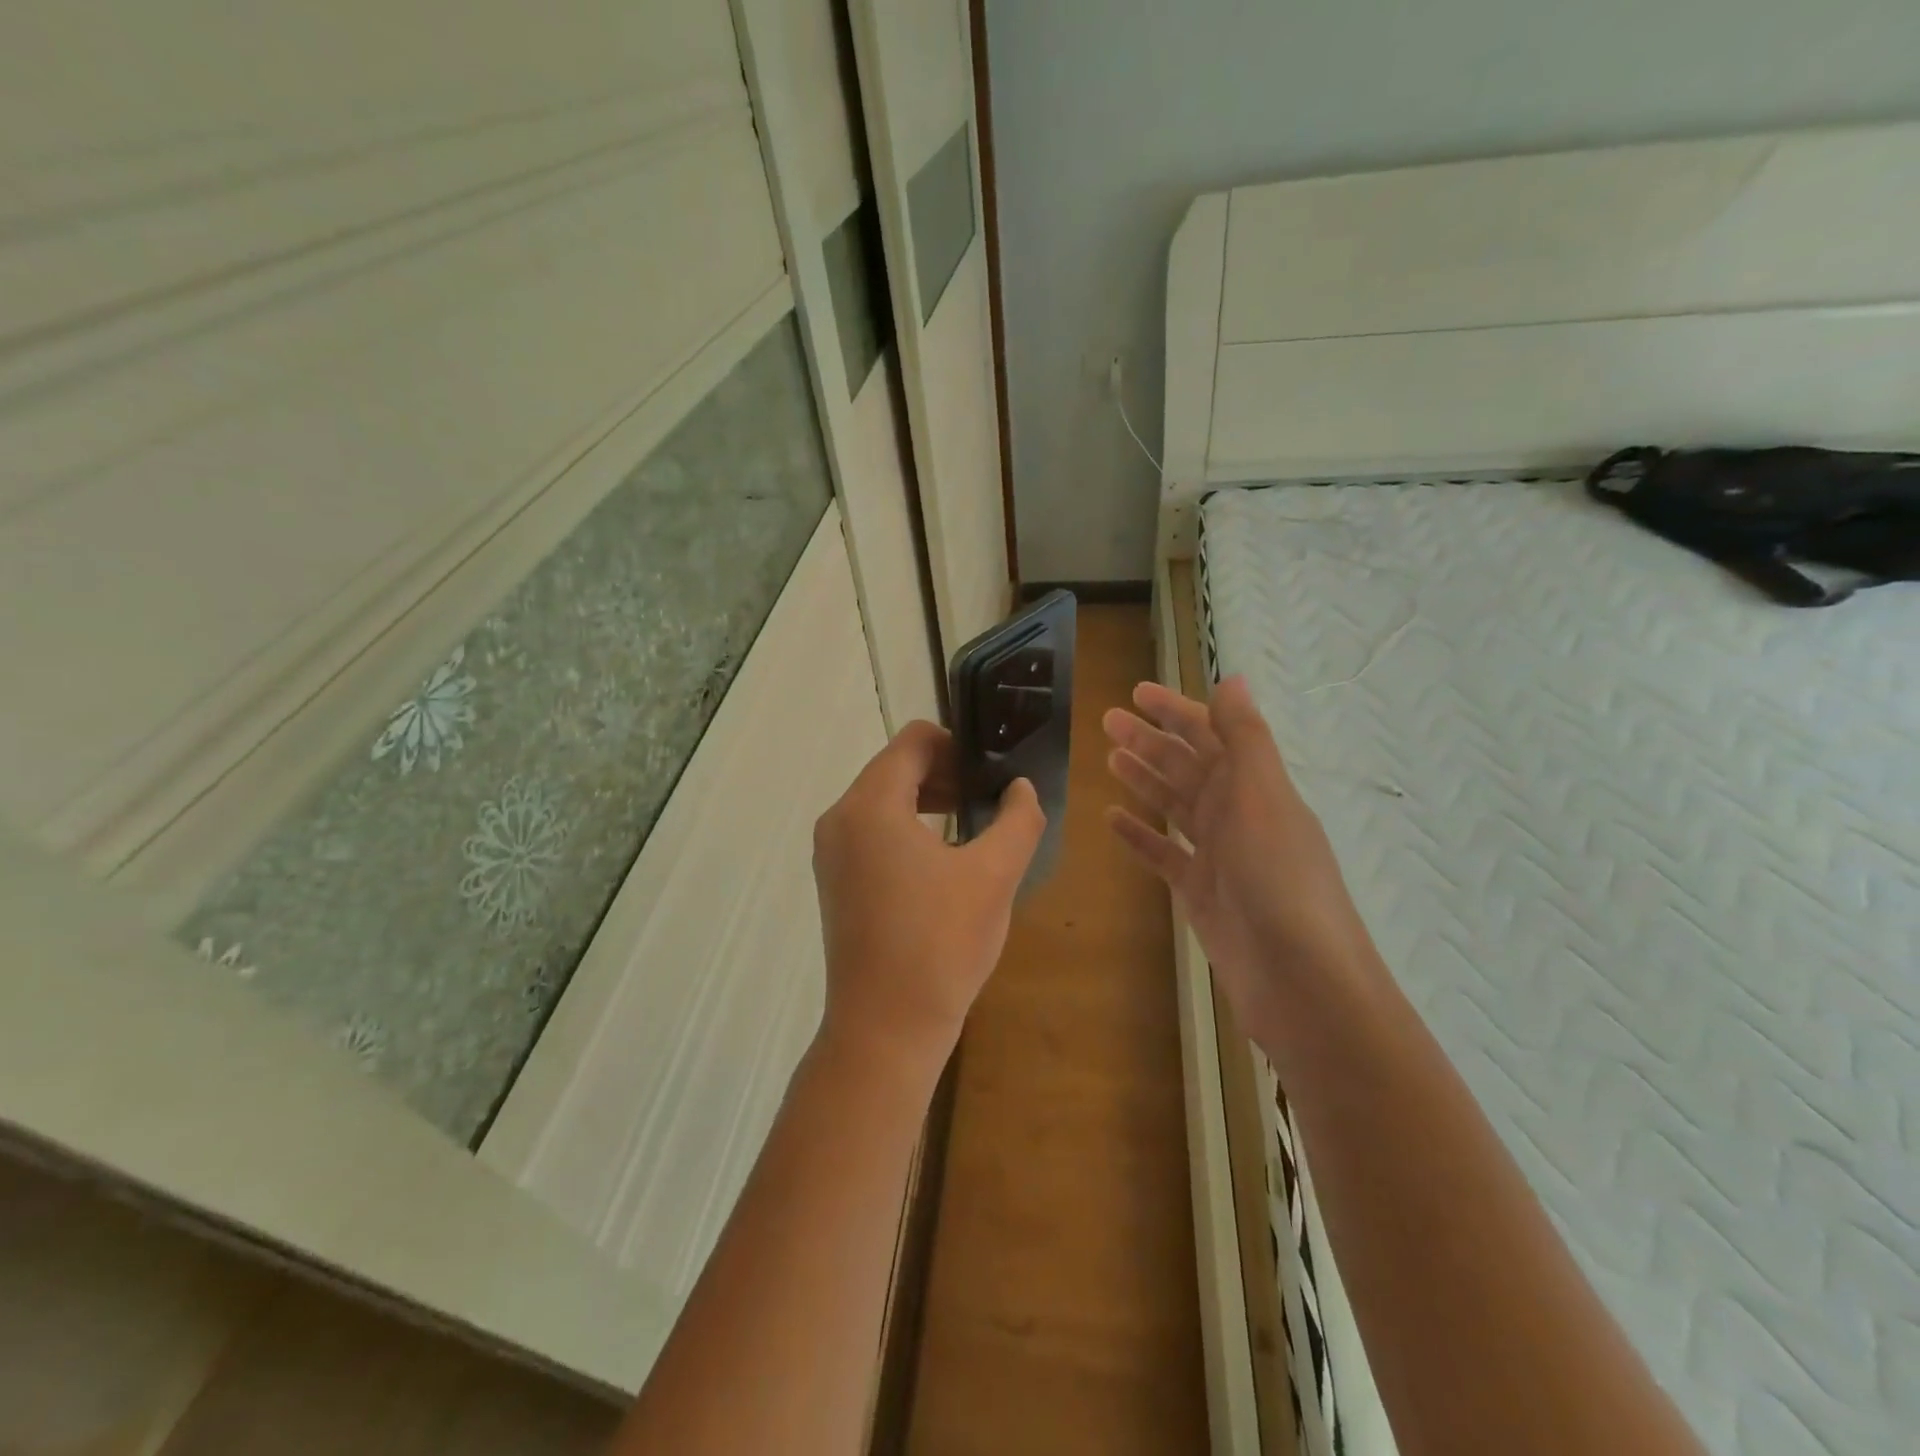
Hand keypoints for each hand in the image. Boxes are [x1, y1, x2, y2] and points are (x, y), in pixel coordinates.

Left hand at [812, 721, 1045, 1081]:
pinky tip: (942, 858)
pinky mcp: (835, 882)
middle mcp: (839, 819)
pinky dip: (907, 828)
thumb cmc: (941, 945)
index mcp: (870, 805)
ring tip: (972, 824)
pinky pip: (872, 832)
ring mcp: (831, 853)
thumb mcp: (994, 875)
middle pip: (895, 768)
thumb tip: (1021, 787)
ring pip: (882, 800)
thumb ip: (1018, 818)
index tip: (992, 770)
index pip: (913, 741)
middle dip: (945, 773)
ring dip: (928, 800)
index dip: (958, 744)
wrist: (886, 1030)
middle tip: (990, 796)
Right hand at [1103, 676, 1374, 1043]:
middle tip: (1106, 722)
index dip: (1175, 711)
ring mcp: (1217, 854)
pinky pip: (1163, 852)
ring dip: (1144, 779)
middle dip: (1149, 741)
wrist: (1298, 978)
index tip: (1136, 693)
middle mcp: (1237, 814)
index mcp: (1255, 786)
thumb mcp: (1263, 796)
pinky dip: (1140, 834)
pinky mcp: (1199, 891)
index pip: (1211, 734)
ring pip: (1174, 804)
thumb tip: (1233, 678)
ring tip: (1109, 759)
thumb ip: (1245, 738)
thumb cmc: (1279, 878)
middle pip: (1187, 766)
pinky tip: (1113, 819)